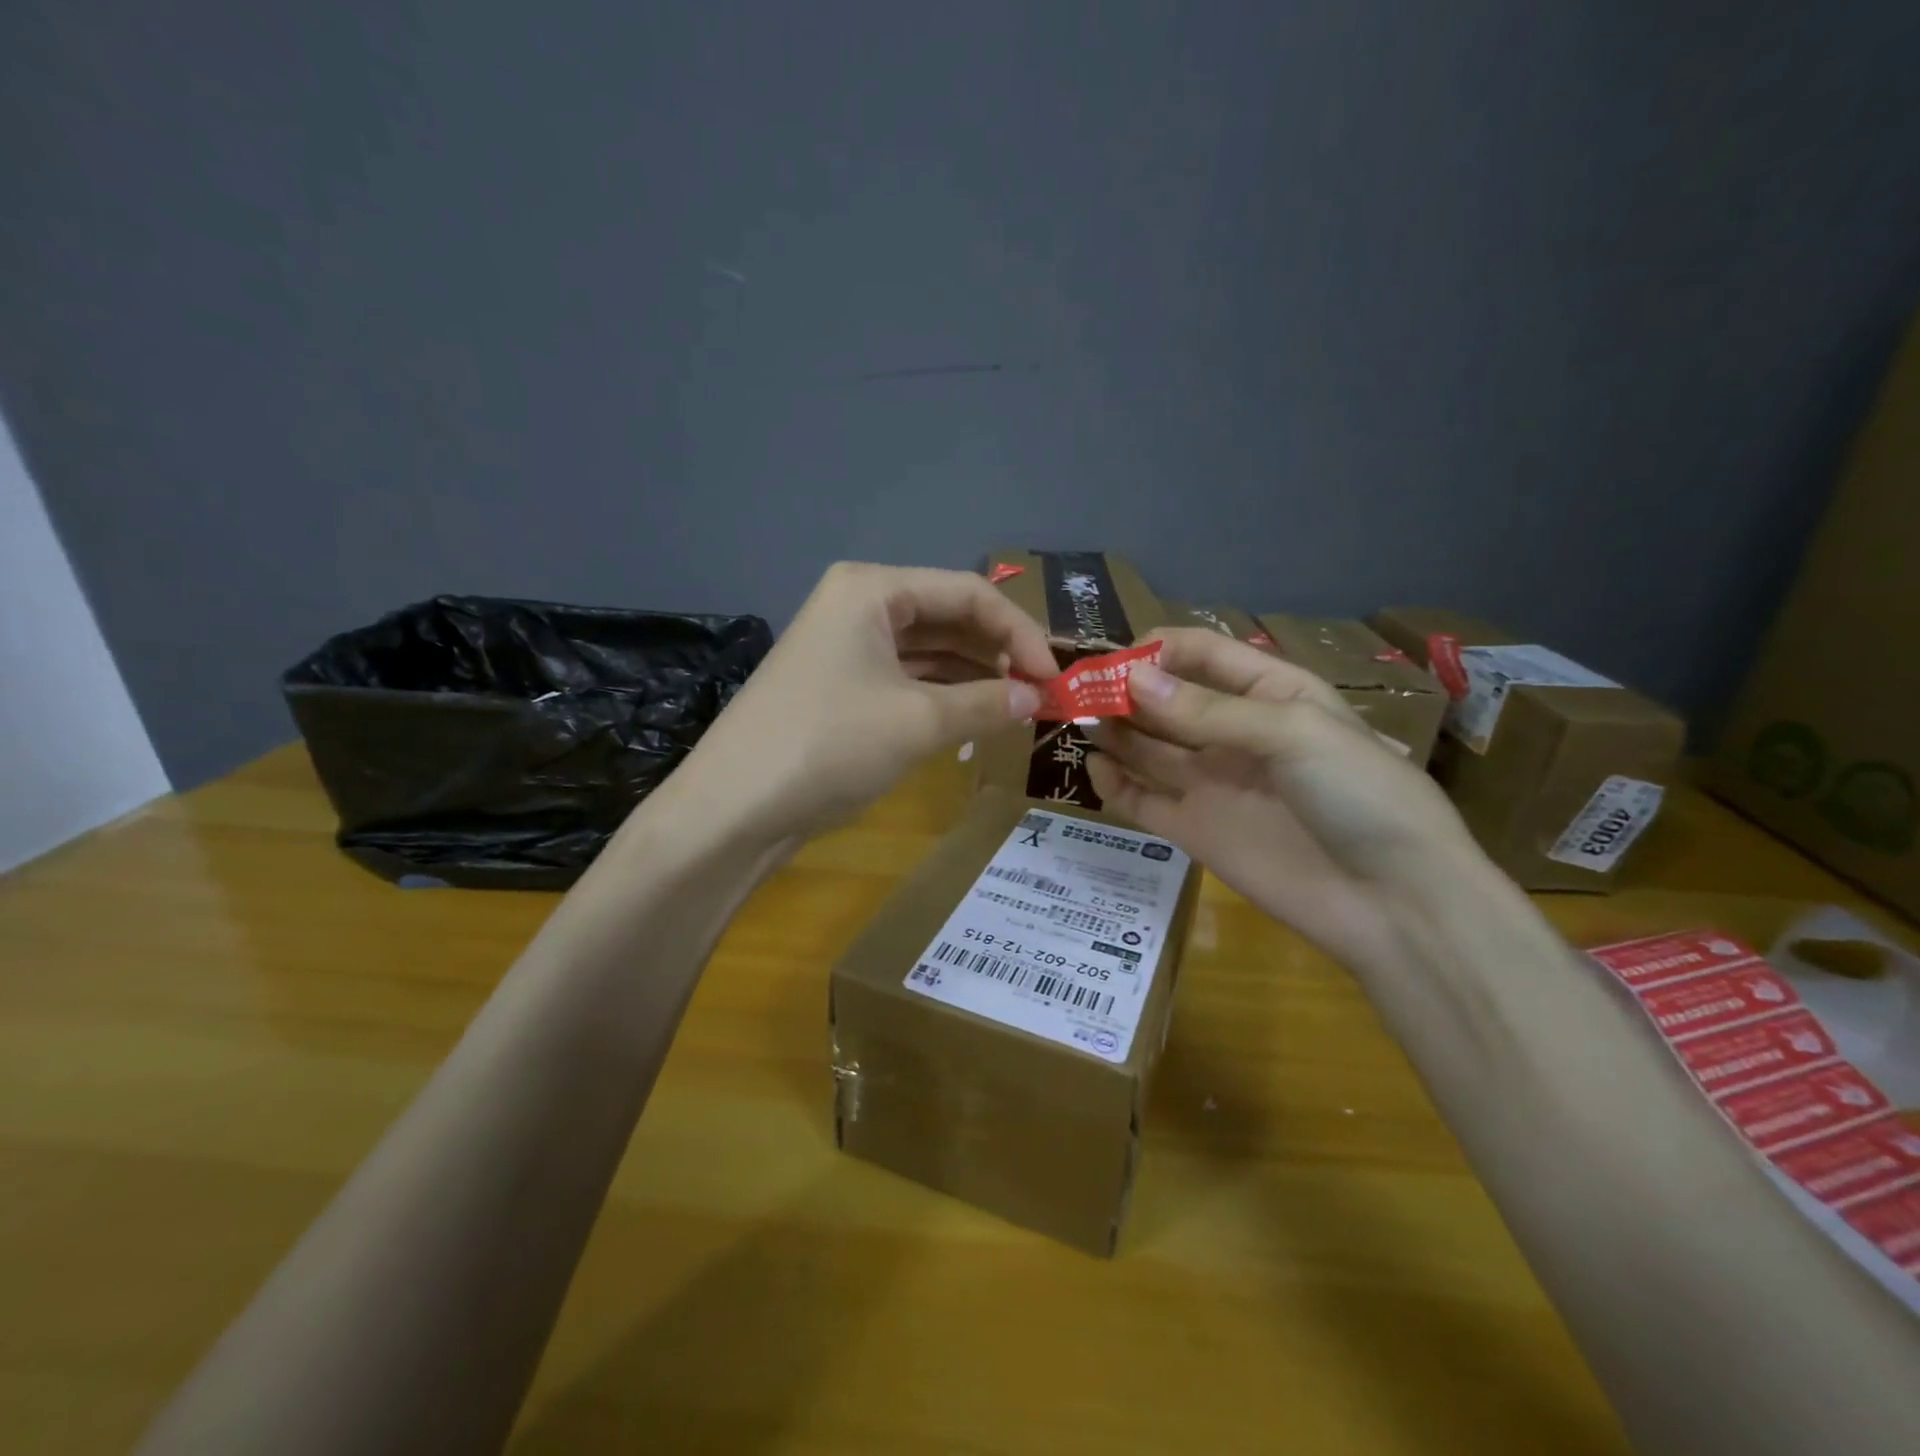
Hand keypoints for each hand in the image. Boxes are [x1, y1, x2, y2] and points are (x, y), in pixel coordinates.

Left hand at [662, 563, 1052, 844]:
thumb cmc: (829, 745)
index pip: (968, 594)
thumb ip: (987, 703)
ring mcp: (845, 647)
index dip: (1018, 633)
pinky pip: (905, 679)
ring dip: (972, 677)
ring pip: (927, 651)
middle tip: (1039, 696)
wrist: (732, 809)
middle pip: (947, 617)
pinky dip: (941, 696)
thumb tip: (1038, 699)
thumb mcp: (918, 722)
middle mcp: (858, 605)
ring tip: (1015, 710)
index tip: (1055, 678)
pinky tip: (972, 719)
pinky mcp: (839, 686)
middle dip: (996, 653)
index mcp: (873, 588)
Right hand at [1085, 629, 1487, 972]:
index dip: (1156, 651)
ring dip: (1114, 731)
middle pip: (1166, 700)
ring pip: (1148, 747)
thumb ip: (1209, 711)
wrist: (1394, 902)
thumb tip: (1132, 681)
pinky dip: (1116, 784)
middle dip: (1124, 690)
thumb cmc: (1359, 795)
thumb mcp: (1293, 733)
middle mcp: (1233, 733)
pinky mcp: (1194, 830)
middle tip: (1076, 690)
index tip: (1112, 659)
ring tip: (1077, 720)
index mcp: (1270, 693)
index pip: (1201, 654)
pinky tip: (1097, 769)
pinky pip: (1143, 800)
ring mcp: (1212, 783)